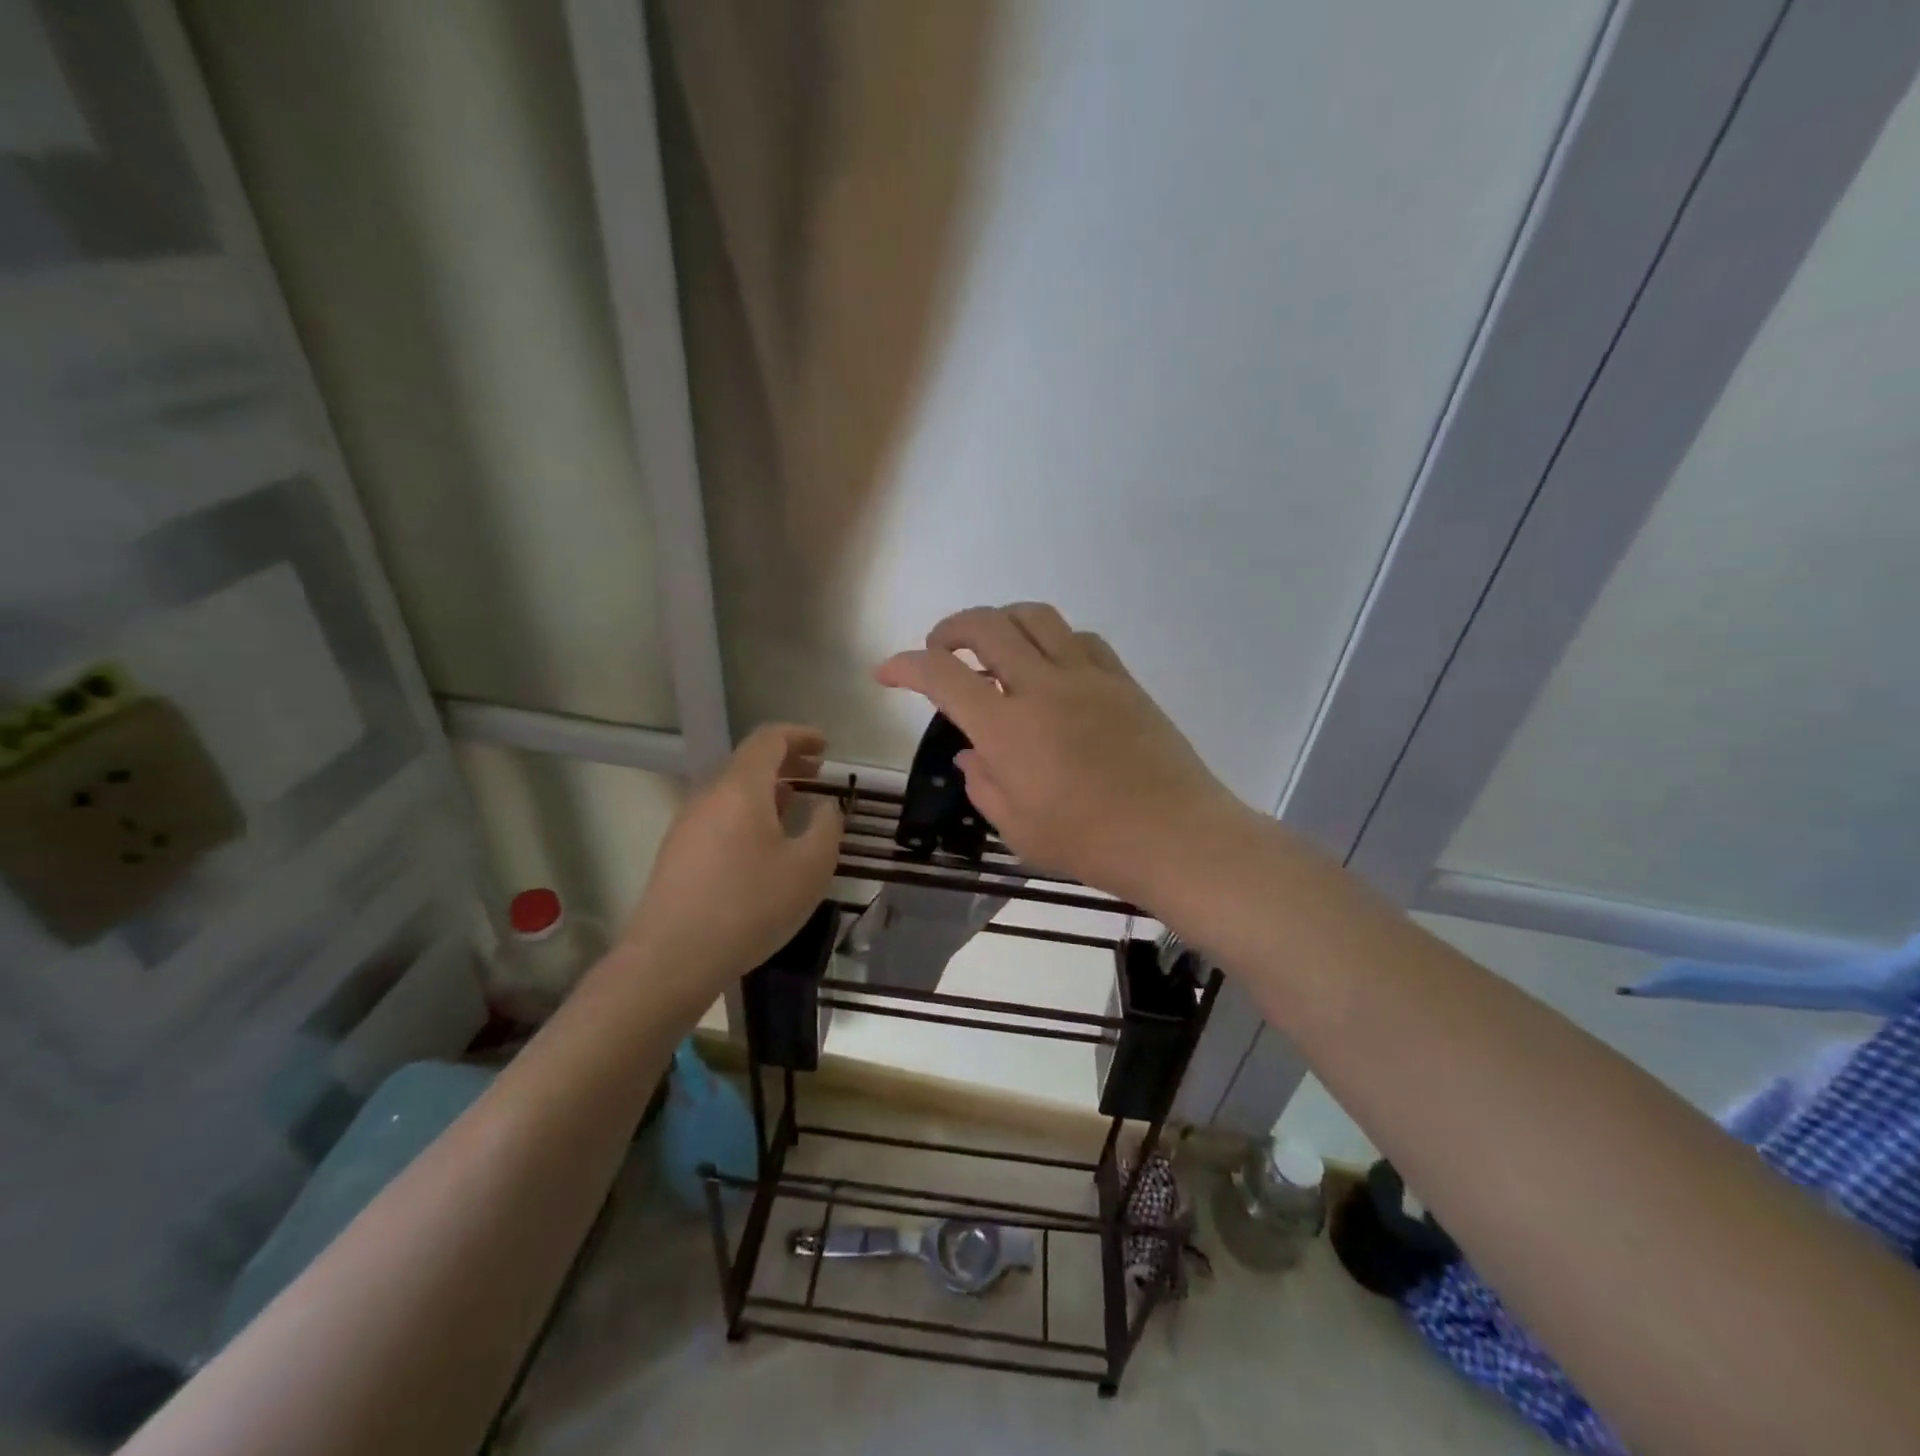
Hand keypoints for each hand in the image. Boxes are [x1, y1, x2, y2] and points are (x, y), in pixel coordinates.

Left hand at [623, 724, 843, 985]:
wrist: (672, 958)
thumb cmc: (750, 905)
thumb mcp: (810, 868)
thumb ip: (827, 827)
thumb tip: (826, 806)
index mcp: (741, 788)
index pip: (769, 739)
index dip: (800, 735)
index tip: (826, 746)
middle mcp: (709, 796)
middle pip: (748, 762)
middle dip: (786, 762)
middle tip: (817, 774)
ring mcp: (687, 824)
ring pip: (733, 791)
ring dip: (768, 790)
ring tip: (796, 807)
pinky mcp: (678, 853)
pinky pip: (720, 816)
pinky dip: (749, 813)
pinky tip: (765, 844)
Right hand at [874, 603, 1245, 903]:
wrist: (1175, 835)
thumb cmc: (1090, 842)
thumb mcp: (1019, 829)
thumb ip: (984, 785)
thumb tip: (972, 755)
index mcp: (1007, 728)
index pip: (942, 676)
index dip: (905, 666)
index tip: (886, 671)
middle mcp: (1042, 687)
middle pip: (987, 626)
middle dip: (951, 627)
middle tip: (940, 649)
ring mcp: (1087, 677)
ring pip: (1035, 617)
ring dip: (1001, 620)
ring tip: (992, 645)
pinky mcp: (1122, 680)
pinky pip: (1080, 638)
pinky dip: (1052, 639)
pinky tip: (1050, 664)